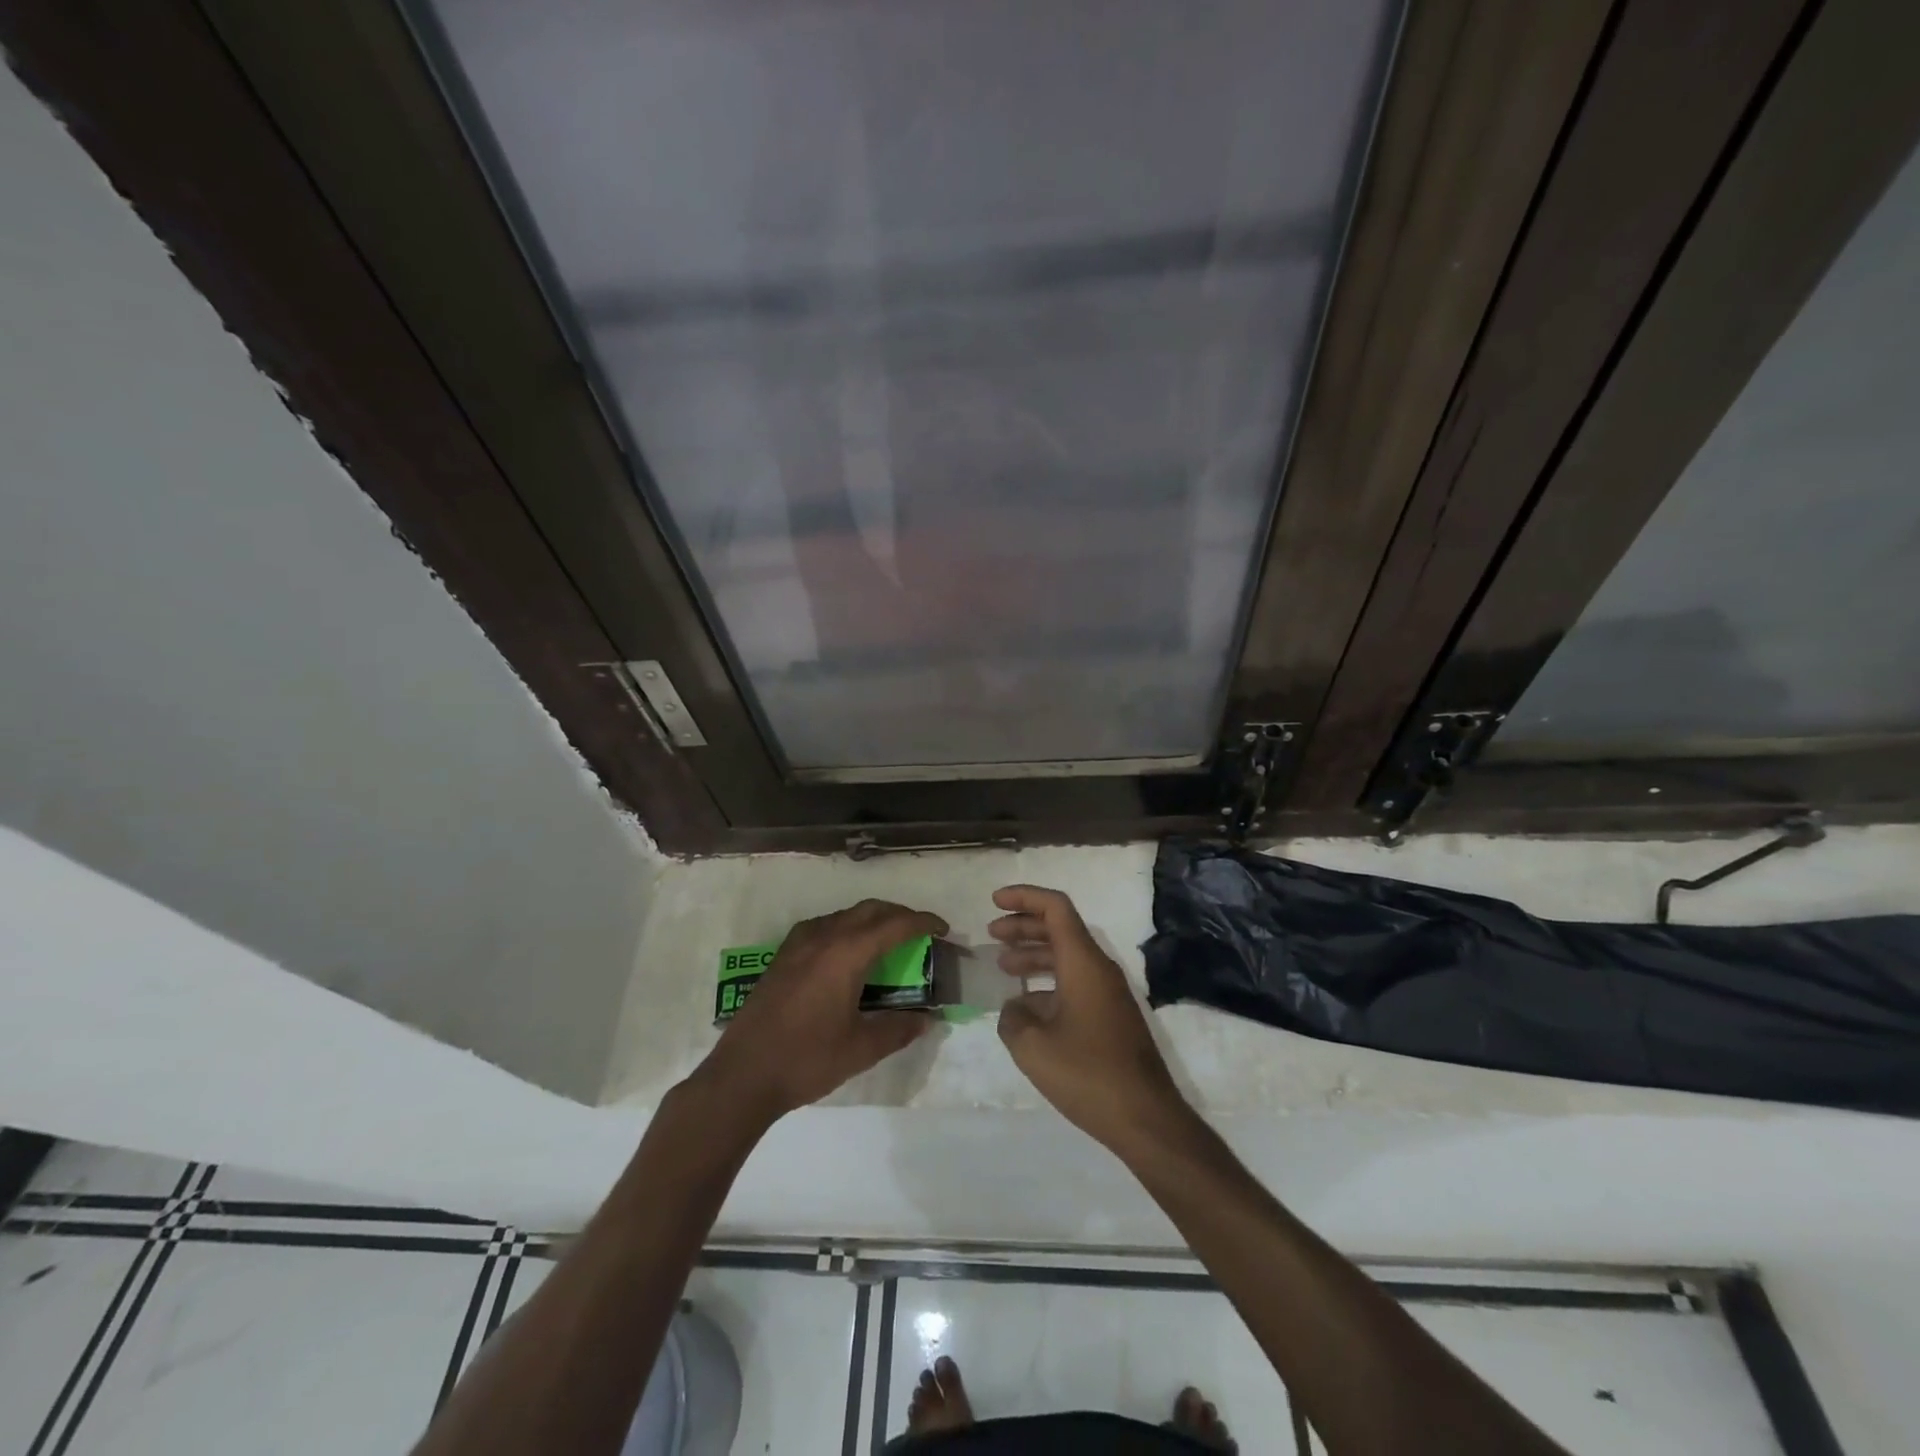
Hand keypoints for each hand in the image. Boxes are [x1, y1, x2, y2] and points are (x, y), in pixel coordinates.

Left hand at [696, 899, 944, 1121]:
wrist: (742, 1075)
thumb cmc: (806, 1060)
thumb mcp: (861, 1049)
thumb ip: (898, 1028)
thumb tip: (927, 1018)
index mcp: (846, 954)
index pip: (895, 925)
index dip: (923, 922)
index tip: (943, 930)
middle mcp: (823, 937)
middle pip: (870, 910)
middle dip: (900, 915)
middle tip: (921, 934)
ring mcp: (798, 944)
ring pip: (845, 916)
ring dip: (872, 921)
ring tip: (889, 943)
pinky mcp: (782, 957)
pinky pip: (823, 927)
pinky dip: (846, 930)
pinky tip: (848, 956)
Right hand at [990, 885, 1188, 1151]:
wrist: (1146, 1119)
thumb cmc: (1088, 1074)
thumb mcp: (1033, 1047)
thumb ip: (1013, 1018)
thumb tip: (1015, 1008)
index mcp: (1083, 963)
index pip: (1055, 908)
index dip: (1024, 897)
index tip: (994, 901)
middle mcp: (1099, 969)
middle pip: (1060, 929)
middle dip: (1024, 925)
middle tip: (993, 933)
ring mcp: (1109, 993)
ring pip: (1068, 957)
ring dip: (1035, 954)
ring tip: (1004, 965)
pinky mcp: (1112, 1017)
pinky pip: (1076, 982)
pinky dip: (1049, 981)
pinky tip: (1027, 1005)